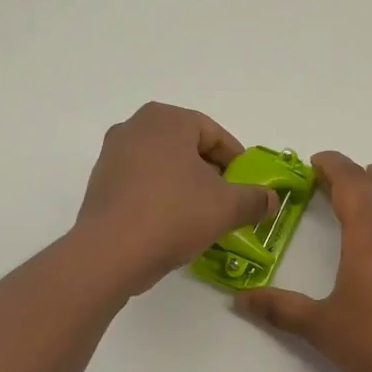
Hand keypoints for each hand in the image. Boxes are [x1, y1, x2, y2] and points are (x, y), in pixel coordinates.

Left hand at [76, 103, 276, 294]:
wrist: (110, 252)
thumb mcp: (227, 207)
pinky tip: (172, 225)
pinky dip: (160, 197)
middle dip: (210, 173)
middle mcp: (135, 127)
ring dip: (185, 186)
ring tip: (201, 216)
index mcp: (167, 119)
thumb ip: (255, 199)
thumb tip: (272, 200)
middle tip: (227, 201)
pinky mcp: (100, 184)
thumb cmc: (174, 214)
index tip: (247, 186)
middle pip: (187, 147)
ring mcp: (112, 155)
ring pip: (163, 166)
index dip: (236, 161)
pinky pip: (141, 184)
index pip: (214, 134)